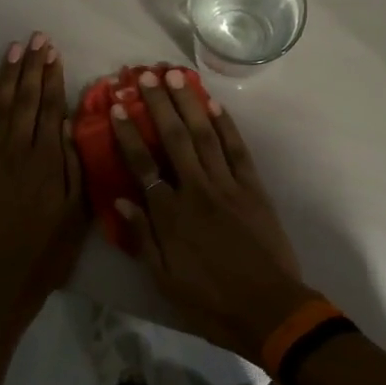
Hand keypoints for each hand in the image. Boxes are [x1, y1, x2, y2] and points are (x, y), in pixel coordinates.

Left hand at [0, 33, 87, 331]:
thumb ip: (74, 164)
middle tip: (37, 38)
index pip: (52, 108)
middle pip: (27, 99)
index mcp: (49, 160)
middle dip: (33, 66)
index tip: (54, 52)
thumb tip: (70, 123)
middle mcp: (20, 150)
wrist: (2, 279)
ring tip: (15, 49)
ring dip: (9, 76)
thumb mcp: (78, 211)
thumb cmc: (48, 249)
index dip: (53, 77)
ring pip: (2, 106)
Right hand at [107, 69, 316, 362]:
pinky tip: (213, 104)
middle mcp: (196, 190)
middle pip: (174, 139)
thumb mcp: (164, 279)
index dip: (128, 133)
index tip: (117, 107)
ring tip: (174, 76)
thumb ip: (142, 237)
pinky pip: (237, 150)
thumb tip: (120, 198)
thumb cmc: (210, 301)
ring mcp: (228, 185)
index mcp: (170, 215)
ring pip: (205, 135)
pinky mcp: (253, 188)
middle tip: (143, 74)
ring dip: (188, 103)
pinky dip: (225, 125)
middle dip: (157, 104)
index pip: (142, 165)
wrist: (268, 309)